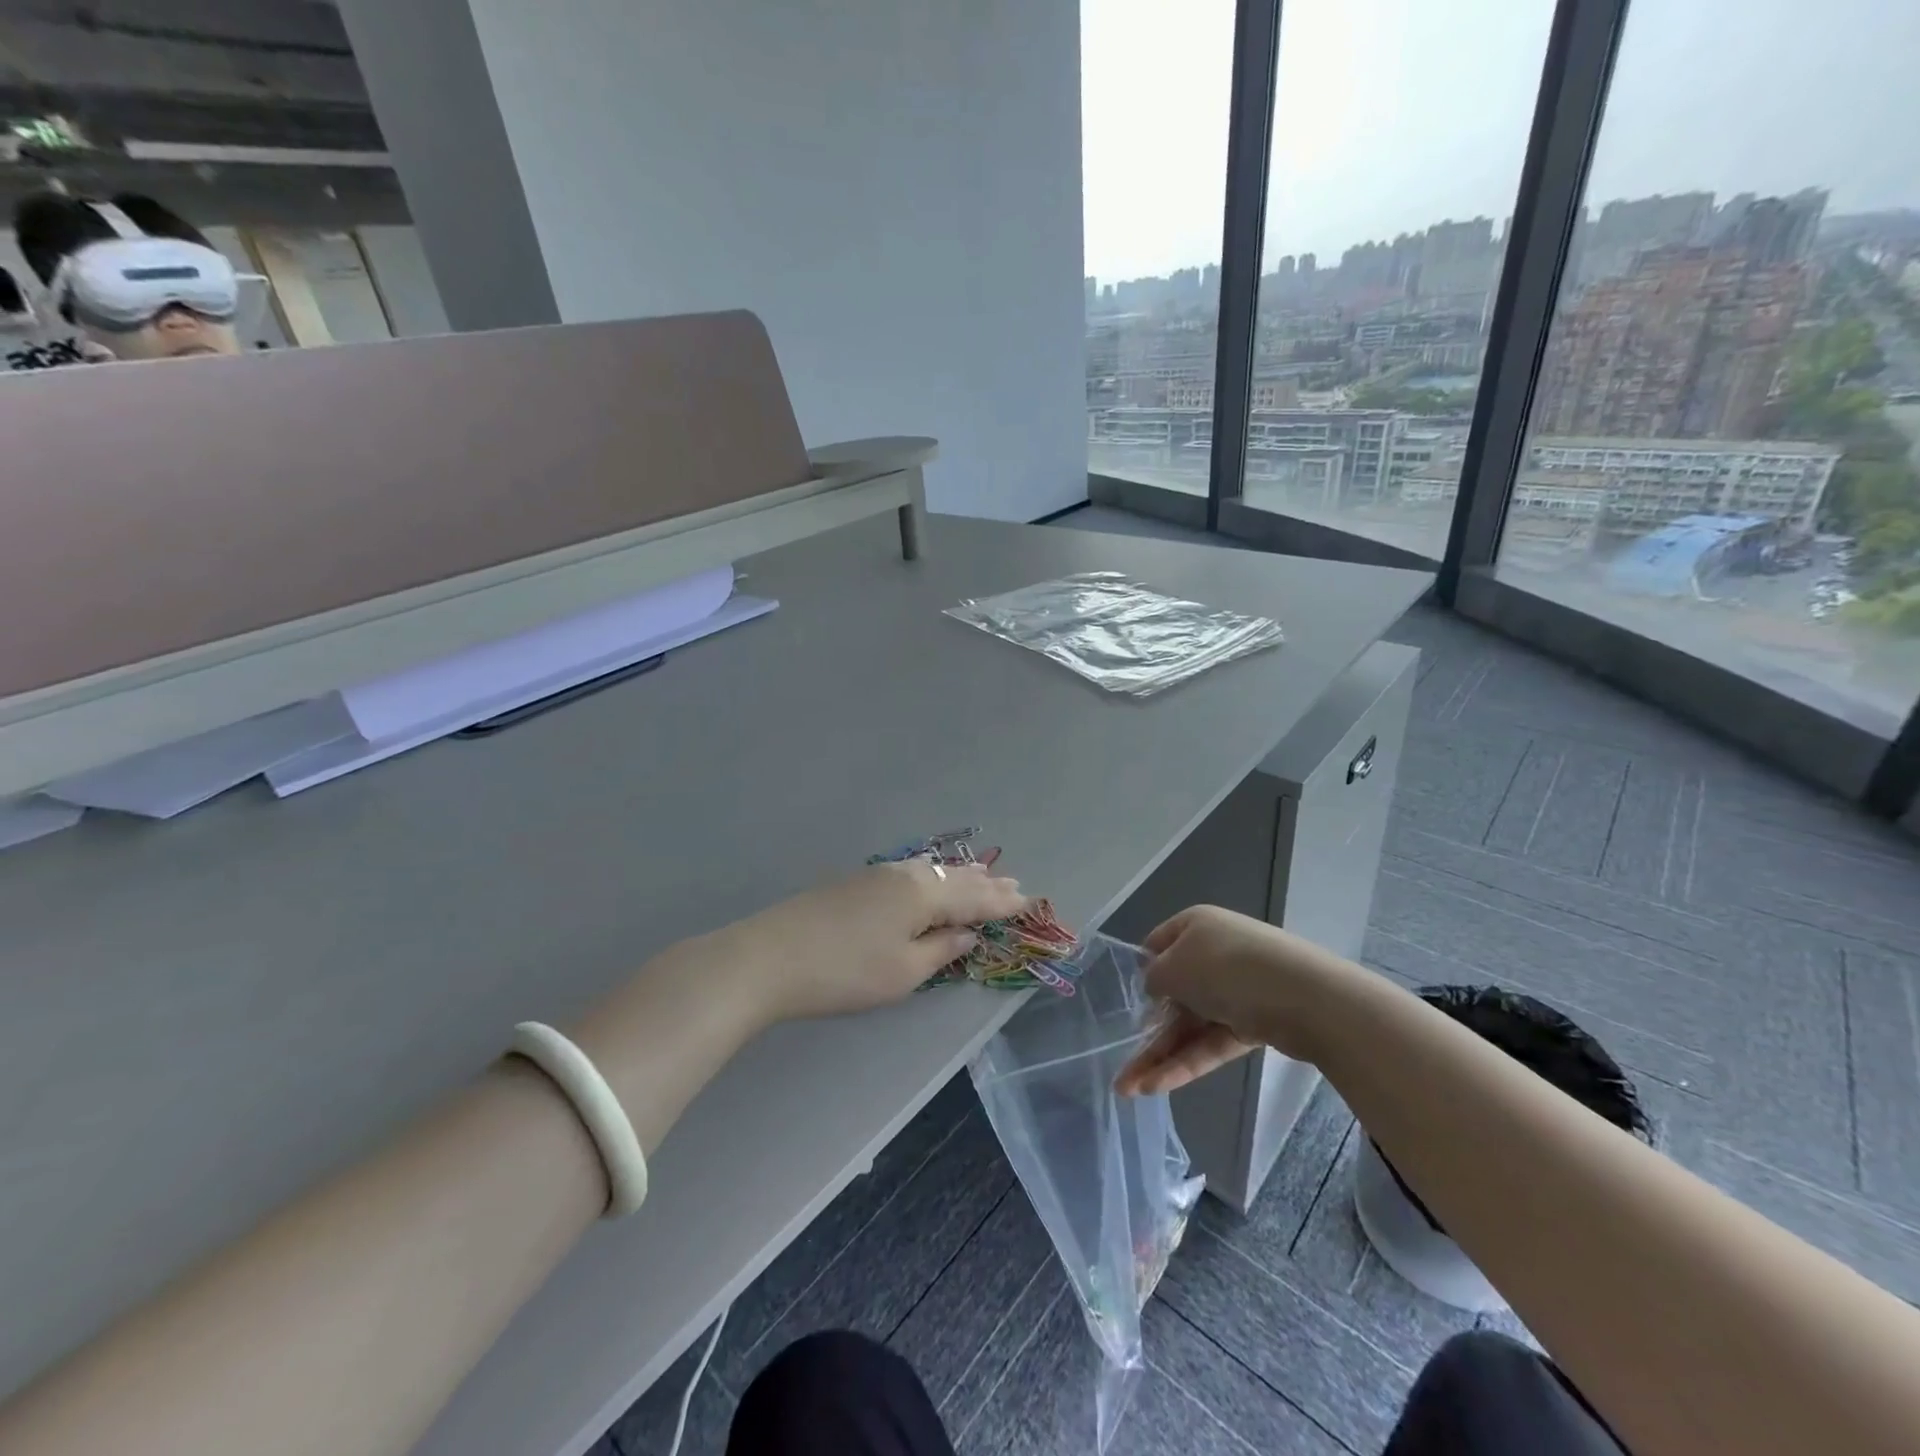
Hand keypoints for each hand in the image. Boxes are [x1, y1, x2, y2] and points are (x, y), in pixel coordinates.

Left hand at [707, 859, 1027, 1022]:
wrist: (770, 957)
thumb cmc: (845, 973)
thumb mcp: (902, 972)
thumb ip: (940, 950)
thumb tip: (967, 933)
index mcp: (922, 895)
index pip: (973, 897)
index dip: (1001, 902)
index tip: (1028, 899)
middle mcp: (904, 875)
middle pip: (953, 878)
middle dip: (985, 884)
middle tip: (1013, 884)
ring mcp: (876, 874)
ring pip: (929, 871)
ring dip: (958, 876)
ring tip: (980, 876)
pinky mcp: (853, 882)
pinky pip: (909, 872)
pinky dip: (931, 877)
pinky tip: (928, 878)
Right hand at [1116, 905, 1353, 1094]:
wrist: (1306, 997)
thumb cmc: (1227, 968)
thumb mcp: (1173, 967)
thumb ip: (1154, 978)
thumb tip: (1156, 988)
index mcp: (1195, 926)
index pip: (1158, 945)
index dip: (1140, 972)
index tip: (1123, 1000)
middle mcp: (1214, 954)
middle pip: (1173, 994)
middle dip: (1146, 1030)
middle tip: (1122, 1064)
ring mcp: (1236, 991)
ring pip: (1190, 1026)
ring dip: (1160, 1055)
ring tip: (1129, 1090)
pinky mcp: (1253, 1025)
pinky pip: (1212, 1044)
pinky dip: (1186, 1063)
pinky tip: (1158, 1087)